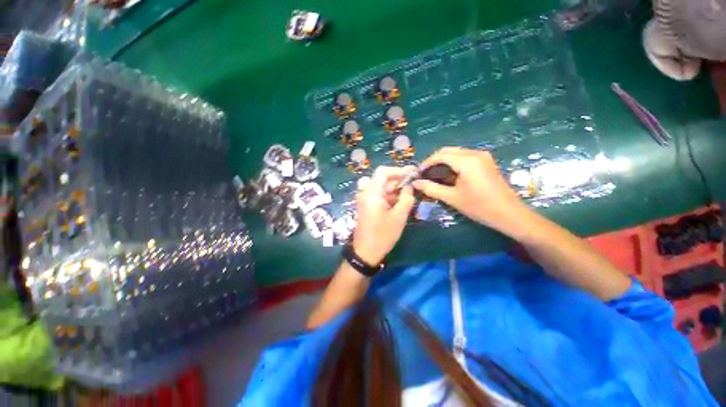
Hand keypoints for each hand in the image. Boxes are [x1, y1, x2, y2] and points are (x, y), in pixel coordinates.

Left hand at [352, 166, 415, 265]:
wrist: (365, 252)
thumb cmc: (382, 234)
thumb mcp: (399, 217)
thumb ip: (406, 198)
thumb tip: (409, 187)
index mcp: (371, 192)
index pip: (382, 171)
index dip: (397, 170)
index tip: (411, 174)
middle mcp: (365, 192)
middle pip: (381, 179)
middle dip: (397, 181)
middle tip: (411, 186)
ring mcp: (363, 199)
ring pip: (379, 187)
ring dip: (392, 189)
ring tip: (406, 196)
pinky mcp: (365, 206)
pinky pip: (376, 195)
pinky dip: (387, 195)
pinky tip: (397, 203)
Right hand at [412, 147, 530, 235]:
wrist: (509, 214)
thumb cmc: (479, 207)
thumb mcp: (452, 198)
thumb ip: (431, 188)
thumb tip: (415, 183)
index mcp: (467, 161)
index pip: (440, 155)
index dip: (427, 163)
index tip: (418, 173)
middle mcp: (475, 153)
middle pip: (448, 151)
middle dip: (434, 161)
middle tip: (424, 174)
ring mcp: (483, 156)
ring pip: (456, 153)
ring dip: (443, 162)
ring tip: (434, 175)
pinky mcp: (486, 162)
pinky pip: (465, 157)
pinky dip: (453, 163)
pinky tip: (448, 175)